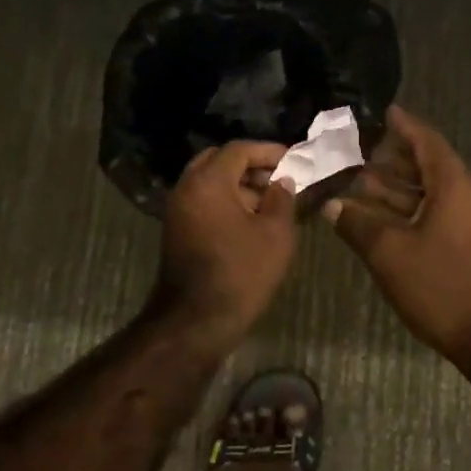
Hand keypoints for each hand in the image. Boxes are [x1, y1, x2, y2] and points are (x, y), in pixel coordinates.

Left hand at [154, 140, 297, 332]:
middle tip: (278, 177)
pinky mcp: (176, 230)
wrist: (196, 321)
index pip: (238, 149)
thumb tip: (282, 181)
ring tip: (270, 202)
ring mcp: (177, 210)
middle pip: (218, 161)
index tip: (293, 159)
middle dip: (250, 165)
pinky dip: (225, 201)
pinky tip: (250, 220)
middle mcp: (186, 188)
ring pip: (209, 182)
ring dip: (238, 184)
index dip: (268, 151)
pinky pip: (202, 201)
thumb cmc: (241, 272)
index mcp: (208, 181)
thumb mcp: (275, 233)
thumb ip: (282, 198)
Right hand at [326, 107, 470, 357]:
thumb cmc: (444, 286)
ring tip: (362, 185)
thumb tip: (332, 205)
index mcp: (455, 186)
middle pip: (430, 168)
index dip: (405, 126)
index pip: (428, 142)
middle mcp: (470, 198)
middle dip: (394, 161)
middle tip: (359, 153)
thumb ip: (358, 225)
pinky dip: (413, 213)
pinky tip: (385, 223)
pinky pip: (441, 216)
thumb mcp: (391, 254)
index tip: (385, 112)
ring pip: (434, 195)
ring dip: (400, 191)